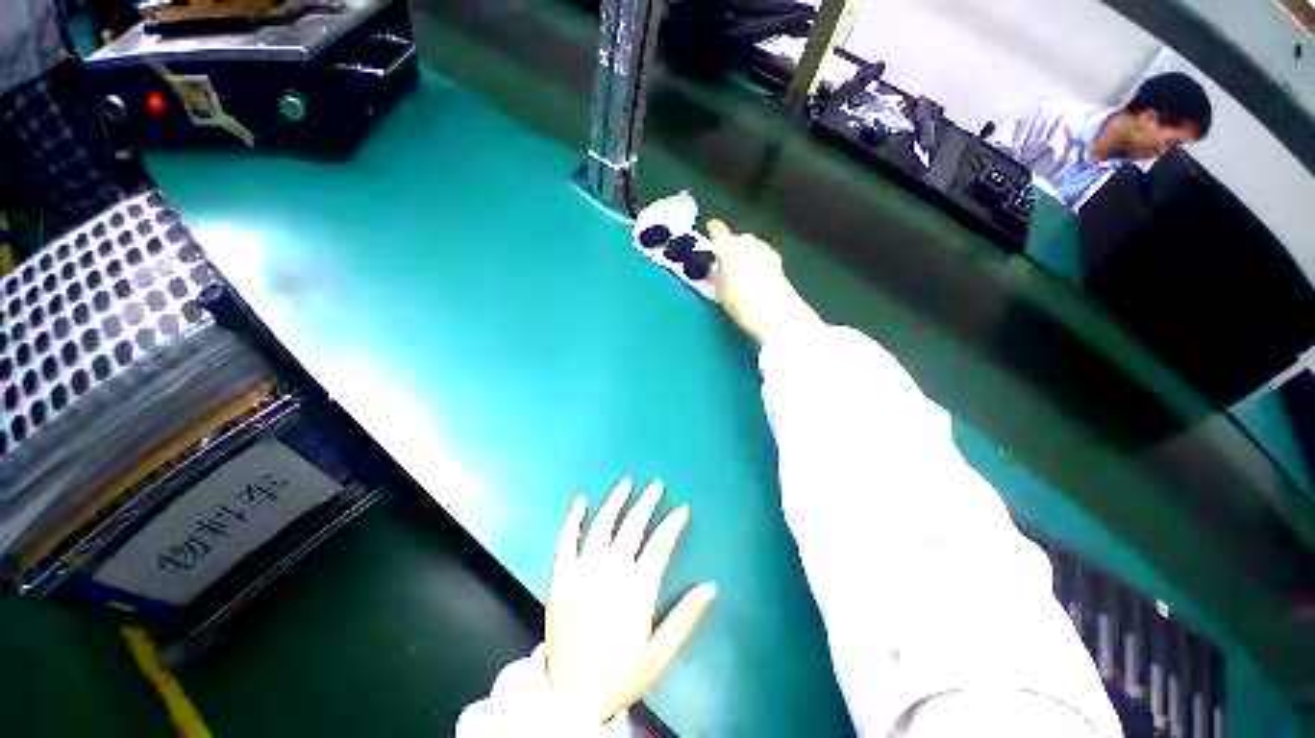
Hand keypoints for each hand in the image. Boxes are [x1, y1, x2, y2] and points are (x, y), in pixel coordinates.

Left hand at [546, 479, 716, 723]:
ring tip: (626, 483)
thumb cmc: (620, 674)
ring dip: (615, 501)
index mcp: (638, 585)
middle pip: (633, 525)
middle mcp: (612, 568)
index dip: (673, 523)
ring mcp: (583, 568)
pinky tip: (581, 501)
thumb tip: (712, 586)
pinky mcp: (561, 574)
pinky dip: (574, 518)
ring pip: (602, 524)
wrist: (571, 696)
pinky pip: (567, 538)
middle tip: (656, 485)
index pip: (660, 542)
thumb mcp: (660, 653)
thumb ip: (686, 618)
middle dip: (647, 502)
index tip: (682, 509)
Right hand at [707, 220, 819, 343]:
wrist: (773, 311)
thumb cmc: (739, 301)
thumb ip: (718, 272)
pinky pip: (762, 255)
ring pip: (751, 246)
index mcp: (727, 246)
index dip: (713, 229)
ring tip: (742, 273)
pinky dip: (758, 261)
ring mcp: (764, 248)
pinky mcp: (777, 259)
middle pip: (736, 239)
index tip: (710, 229)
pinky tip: (757, 276)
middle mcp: (746, 241)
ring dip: (746, 254)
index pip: (717, 230)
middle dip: (731, 247)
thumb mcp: (719, 288)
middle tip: (726, 263)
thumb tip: (720, 267)